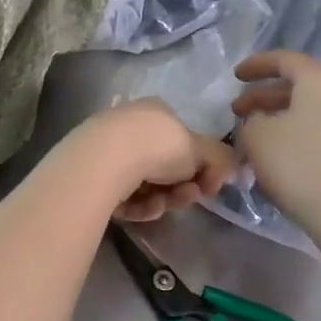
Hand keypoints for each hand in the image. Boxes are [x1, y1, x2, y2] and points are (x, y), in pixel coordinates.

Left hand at [69, 99, 236, 221]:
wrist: (106, 159)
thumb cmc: (158, 145)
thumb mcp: (200, 149)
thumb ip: (219, 159)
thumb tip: (227, 172)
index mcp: (155, 113)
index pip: (182, 142)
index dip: (198, 167)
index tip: (208, 185)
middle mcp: (131, 128)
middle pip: (164, 168)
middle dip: (181, 188)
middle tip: (189, 196)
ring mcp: (109, 152)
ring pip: (146, 186)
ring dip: (162, 200)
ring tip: (162, 205)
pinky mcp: (93, 177)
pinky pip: (125, 197)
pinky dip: (138, 205)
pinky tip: (140, 208)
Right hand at [231, 51, 320, 229]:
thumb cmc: (298, 164)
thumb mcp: (257, 137)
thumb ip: (252, 120)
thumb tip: (261, 122)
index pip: (284, 60)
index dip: (256, 66)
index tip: (236, 76)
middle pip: (302, 85)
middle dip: (267, 96)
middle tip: (240, 112)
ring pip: (317, 108)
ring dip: (287, 116)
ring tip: (263, 133)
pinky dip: (307, 132)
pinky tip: (290, 152)